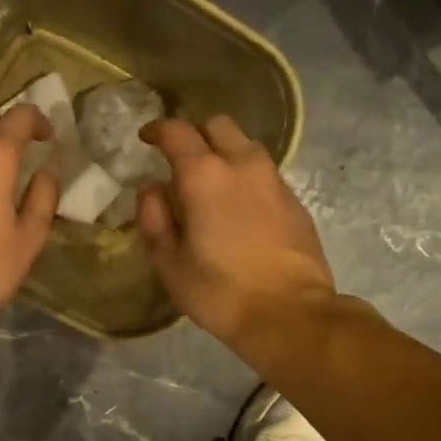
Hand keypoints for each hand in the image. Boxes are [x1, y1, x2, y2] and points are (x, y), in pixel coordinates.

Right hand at [137, 115, 341, 348]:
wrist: (290, 314)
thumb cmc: (219, 292)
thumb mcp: (169, 263)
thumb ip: (153, 218)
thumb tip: (151, 188)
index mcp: (205, 176)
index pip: (177, 132)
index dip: (158, 130)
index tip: (146, 139)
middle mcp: (243, 165)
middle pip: (218, 126)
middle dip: (195, 135)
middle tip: (180, 161)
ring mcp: (274, 181)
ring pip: (246, 146)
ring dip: (224, 154)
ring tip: (210, 184)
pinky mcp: (295, 201)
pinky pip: (264, 173)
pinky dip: (245, 178)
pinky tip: (238, 208)